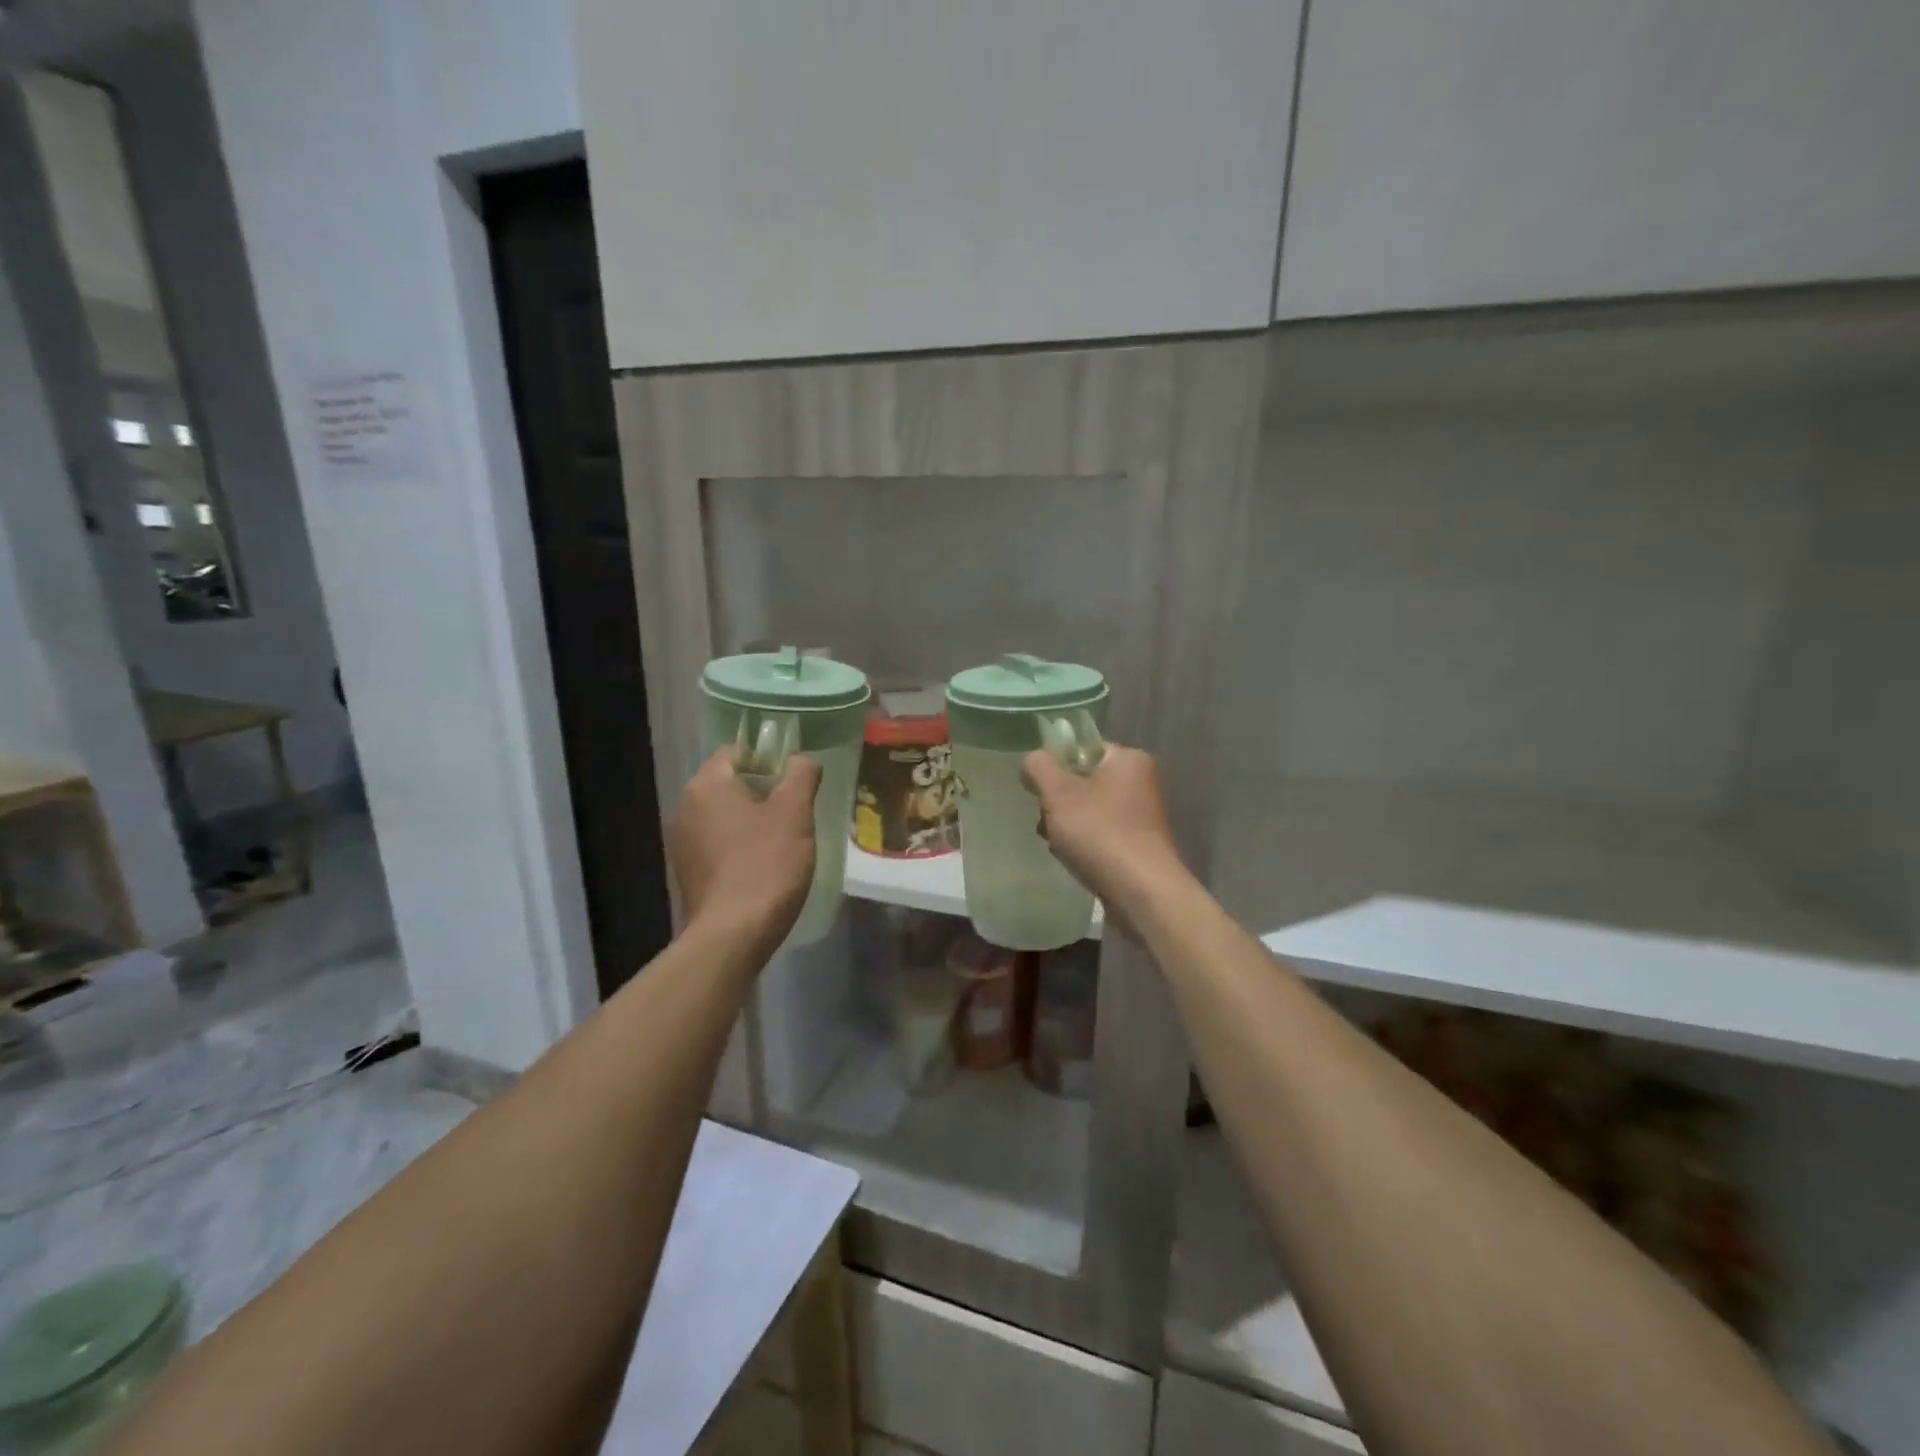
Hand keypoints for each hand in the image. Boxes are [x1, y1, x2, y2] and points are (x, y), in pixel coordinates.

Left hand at [668, 748, 821, 946]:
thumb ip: (801, 775)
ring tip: (785, 842)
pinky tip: (764, 868)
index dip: (771, 760)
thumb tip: (801, 760)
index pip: (739, 752)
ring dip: (754, 822)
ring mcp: (683, 843)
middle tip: (797, 812)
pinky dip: (741, 848)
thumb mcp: (795, 813)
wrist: (732, 936)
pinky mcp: (688, 873)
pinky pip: (720, 846)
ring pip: (727, 817)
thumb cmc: (765, 865)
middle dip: (765, 793)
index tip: (796, 782)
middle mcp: (686, 808)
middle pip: (732, 784)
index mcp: (706, 785)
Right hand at [1022, 744, 1186, 911]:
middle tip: (1047, 819)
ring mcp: (1141, 818)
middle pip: (1083, 782)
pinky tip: (1072, 859)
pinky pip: (1100, 835)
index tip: (1040, 788)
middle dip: (1058, 802)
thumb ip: (1039, 768)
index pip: (1083, 749)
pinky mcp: (1137, 847)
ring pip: (1088, 811)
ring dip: (1066, 826)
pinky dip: (1083, 845)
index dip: (1056, 765)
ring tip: (1056, 844)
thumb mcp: (1058, 793)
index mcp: (1129, 760)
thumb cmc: (1100, 833)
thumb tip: (1032, 760)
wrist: (1142, 893)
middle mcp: (1140, 783)